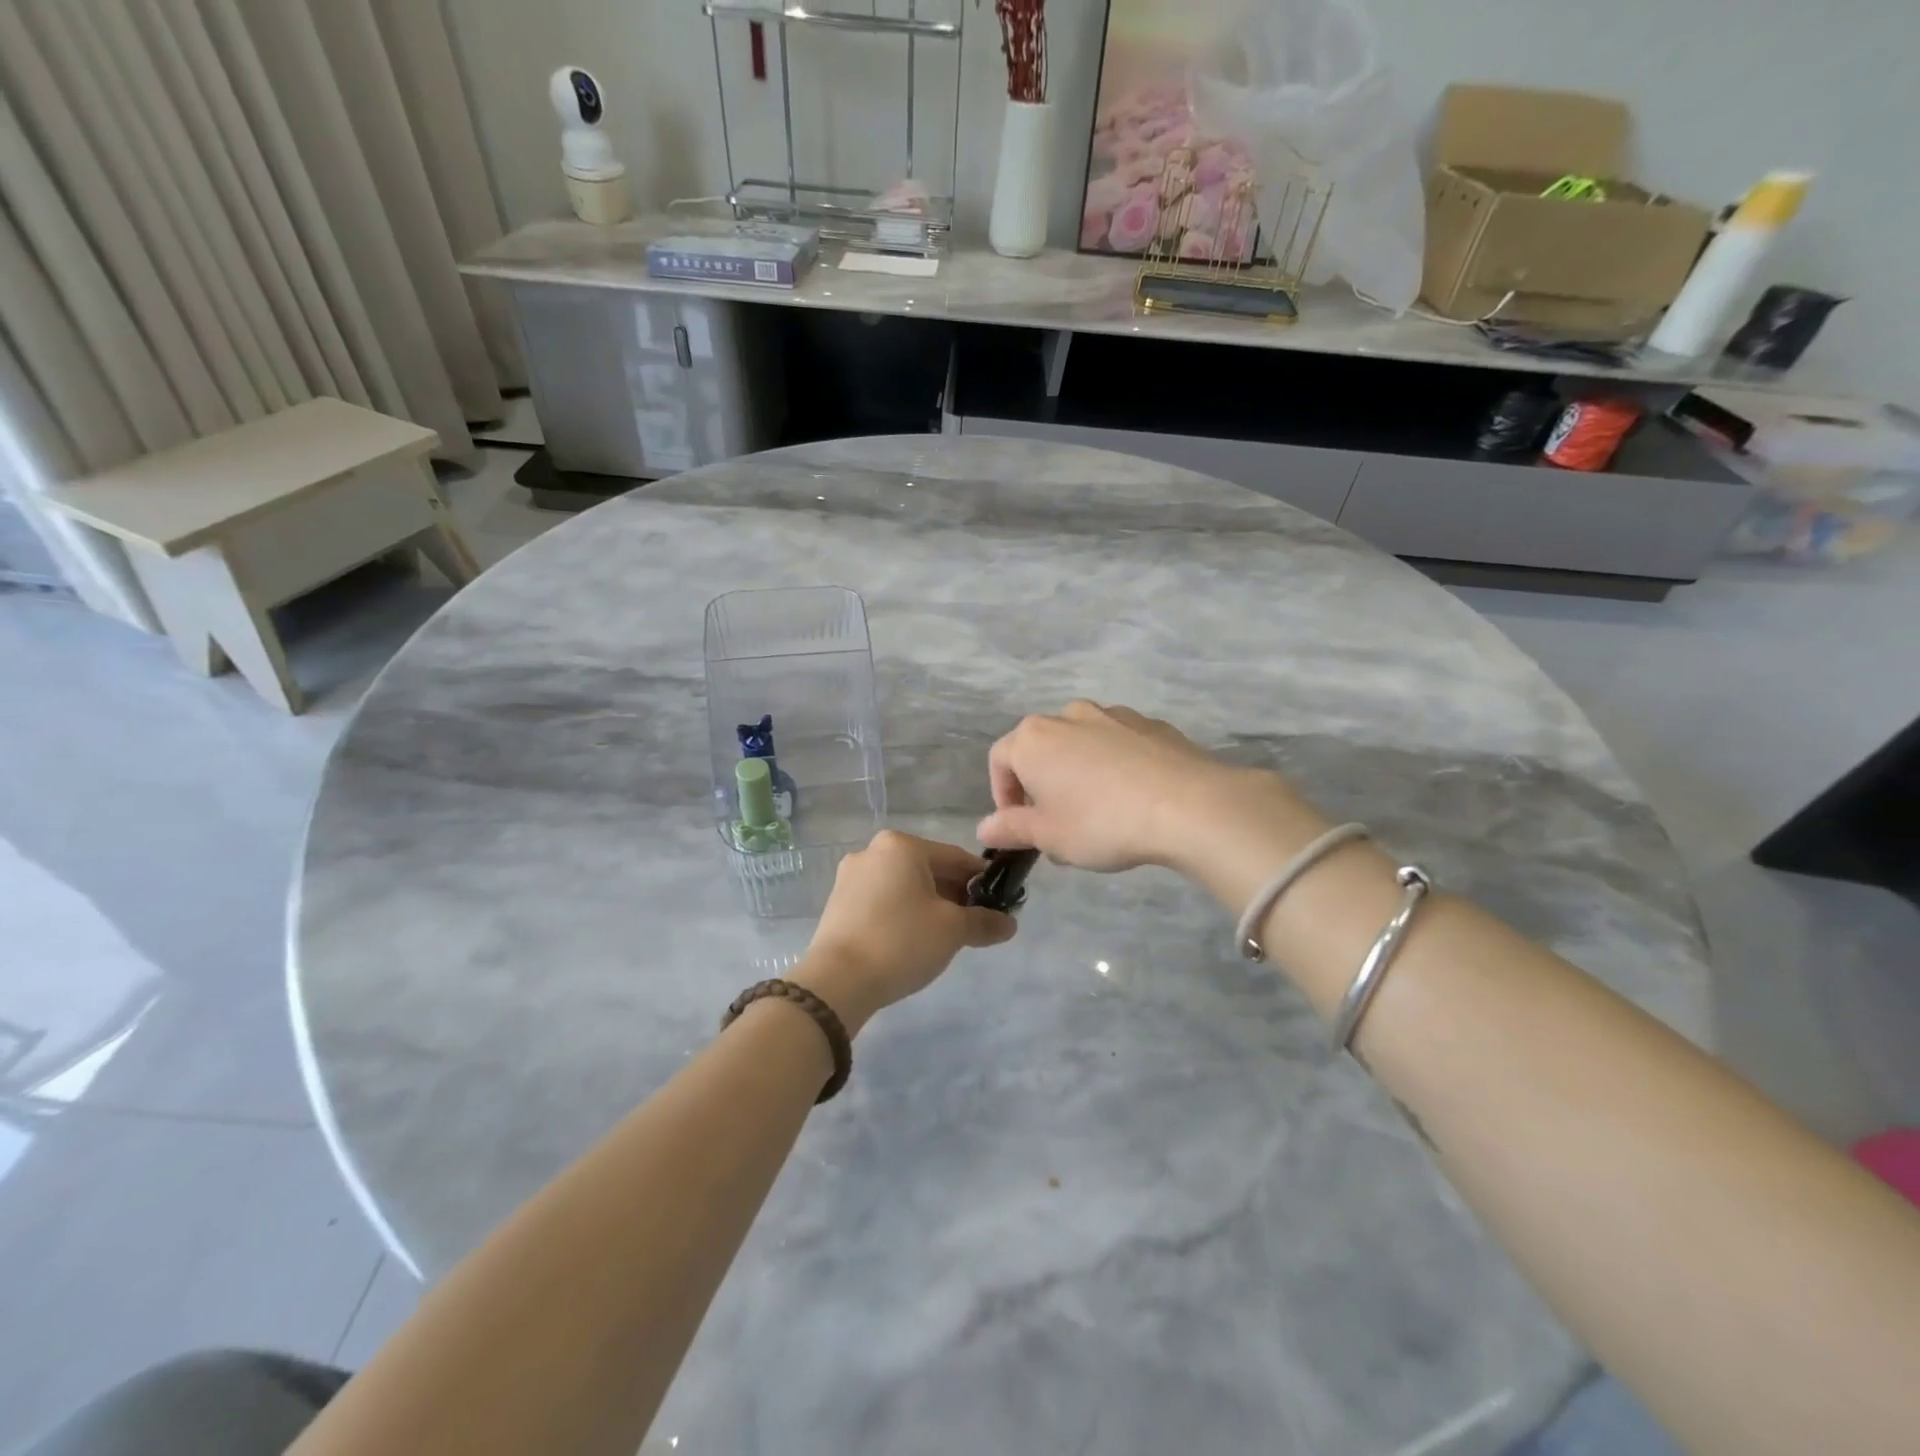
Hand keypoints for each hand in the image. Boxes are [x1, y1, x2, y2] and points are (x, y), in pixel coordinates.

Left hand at [794, 831, 1016, 1031]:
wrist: (837, 981)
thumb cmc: (901, 941)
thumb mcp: (953, 930)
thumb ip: (984, 922)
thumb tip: (1009, 924)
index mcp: (902, 845)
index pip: (956, 858)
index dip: (982, 882)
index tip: (1000, 905)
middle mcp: (873, 851)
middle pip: (928, 870)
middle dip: (954, 895)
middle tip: (974, 925)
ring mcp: (851, 877)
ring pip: (904, 886)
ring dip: (929, 906)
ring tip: (945, 937)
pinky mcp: (838, 903)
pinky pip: (882, 901)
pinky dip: (903, 914)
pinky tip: (912, 941)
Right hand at [976, 702, 1322, 875]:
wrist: (1189, 805)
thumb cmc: (1102, 822)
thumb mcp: (1048, 836)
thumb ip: (1011, 829)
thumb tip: (985, 828)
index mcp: (1033, 739)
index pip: (1000, 760)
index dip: (1002, 795)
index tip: (1020, 827)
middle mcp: (1067, 716)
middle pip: (1041, 749)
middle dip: (1041, 785)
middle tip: (1057, 825)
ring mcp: (1113, 714)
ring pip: (1080, 744)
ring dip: (1078, 773)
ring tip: (1097, 813)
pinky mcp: (1150, 724)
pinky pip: (1118, 744)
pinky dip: (1114, 766)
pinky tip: (1132, 798)